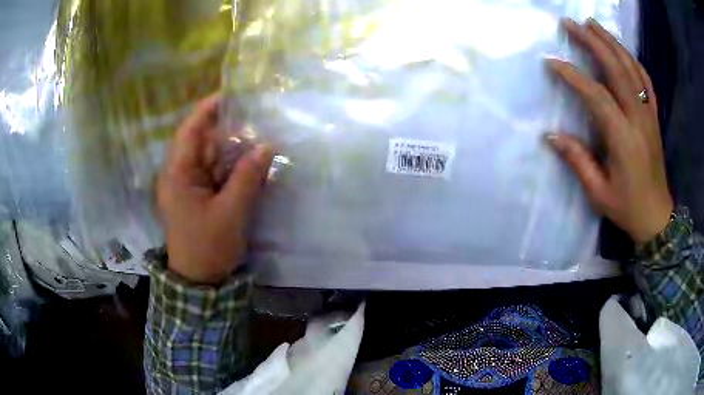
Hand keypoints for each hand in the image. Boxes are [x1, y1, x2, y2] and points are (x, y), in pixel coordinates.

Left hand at [156, 94, 272, 283]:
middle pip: (202, 142)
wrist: (199, 281)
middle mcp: (179, 174)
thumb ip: (248, 176)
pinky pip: (215, 173)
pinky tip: (250, 163)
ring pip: (210, 157)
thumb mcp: (231, 212)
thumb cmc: (208, 247)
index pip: (190, 131)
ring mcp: (187, 185)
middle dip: (228, 130)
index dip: (208, 109)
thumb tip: (267, 146)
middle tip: (256, 120)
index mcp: (178, 174)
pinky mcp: (197, 196)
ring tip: (258, 138)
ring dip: (232, 150)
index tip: (230, 94)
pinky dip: (231, 167)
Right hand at [546, 18, 672, 243]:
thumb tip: (551, 136)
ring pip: (632, 68)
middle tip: (571, 24)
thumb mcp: (599, 193)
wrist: (657, 217)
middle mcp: (638, 120)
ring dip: (611, 43)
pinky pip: (645, 80)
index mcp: (624, 139)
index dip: (573, 76)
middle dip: (593, 43)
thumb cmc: (628, 208)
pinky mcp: (654, 117)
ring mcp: (649, 115)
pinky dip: (633, 60)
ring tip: (592, 25)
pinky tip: (621, 49)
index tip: (552, 63)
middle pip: (617, 70)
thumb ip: (578, 161)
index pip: (597, 96)